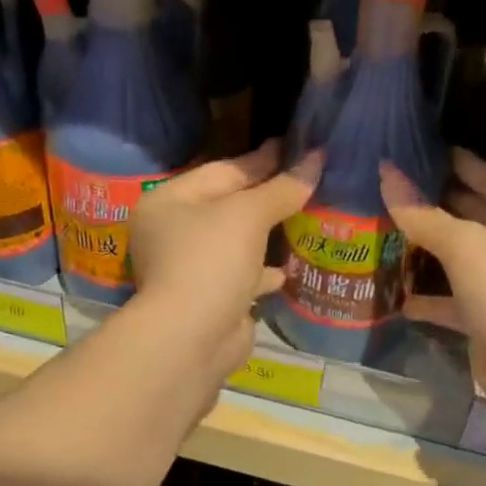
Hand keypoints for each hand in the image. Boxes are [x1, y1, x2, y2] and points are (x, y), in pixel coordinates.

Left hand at [131, 139, 321, 382]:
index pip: (222, 170)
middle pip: (228, 206)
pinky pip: (240, 276)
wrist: (192, 338)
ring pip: (235, 243)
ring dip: (267, 235)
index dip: (262, 160)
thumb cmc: (211, 261)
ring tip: (305, 220)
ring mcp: (189, 269)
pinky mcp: (208, 300)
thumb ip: (282, 188)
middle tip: (307, 181)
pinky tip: (287, 270)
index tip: (296, 147)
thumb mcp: (248, 214)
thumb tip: (316, 159)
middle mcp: (172, 233)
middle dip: (267, 198)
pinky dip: (262, 272)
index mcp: (169, 201)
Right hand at [382, 149, 485, 414]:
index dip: (462, 164)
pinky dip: (431, 298)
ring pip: (464, 259)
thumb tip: (386, 174)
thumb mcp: (466, 246)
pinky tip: (399, 296)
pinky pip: (455, 301)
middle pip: (479, 216)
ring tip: (391, 230)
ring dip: (431, 250)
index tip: (427, 152)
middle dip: (441, 204)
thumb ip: (423, 215)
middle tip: (400, 187)